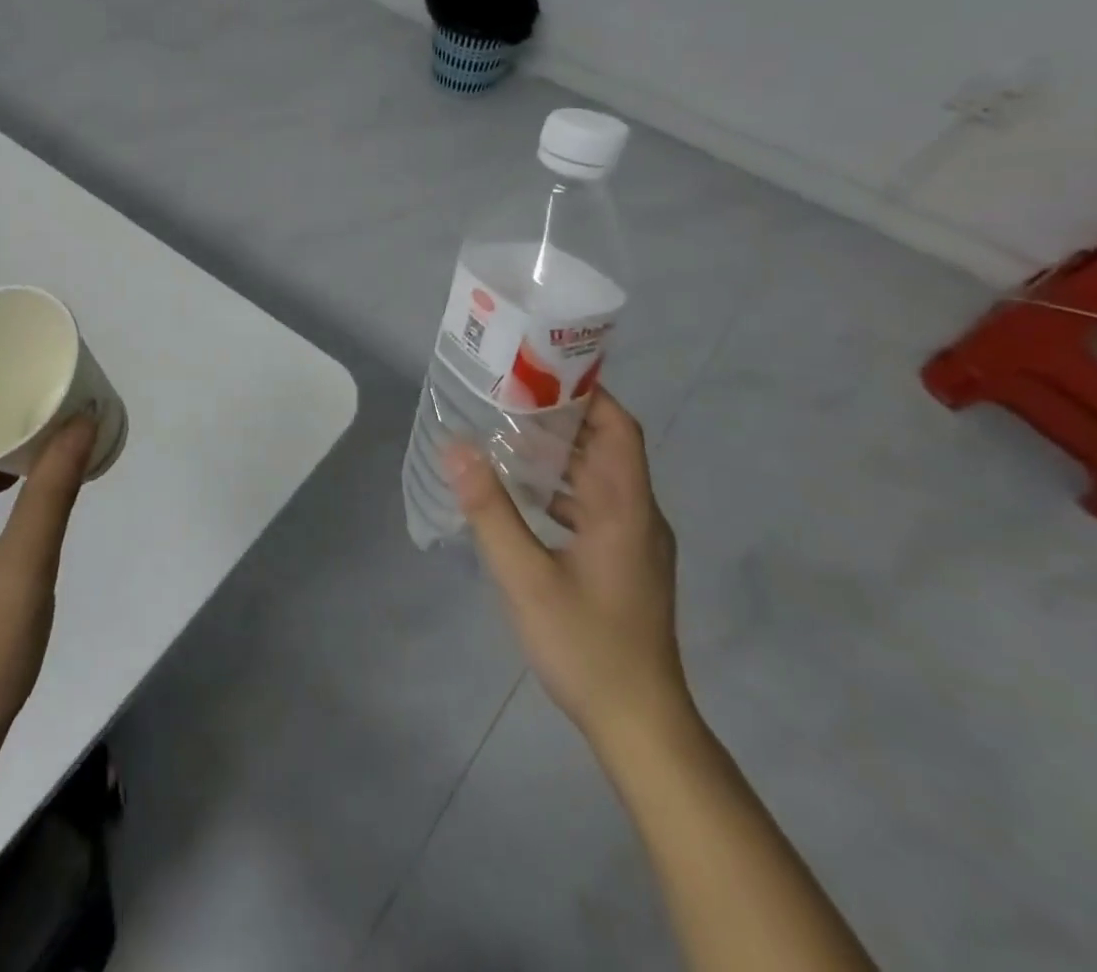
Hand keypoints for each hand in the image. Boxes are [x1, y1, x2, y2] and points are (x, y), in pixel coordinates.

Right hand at [447, 388, 687, 748]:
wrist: (641, 725)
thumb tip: (456, 448)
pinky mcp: (624, 563)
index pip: (618, 427)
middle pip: (607, 447)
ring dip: (559, 454)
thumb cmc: (586, 645)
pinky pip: (593, 506)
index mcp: (625, 507)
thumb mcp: (526, 577)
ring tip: (507, 436)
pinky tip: (522, 496)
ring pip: (598, 478)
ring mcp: (634, 541)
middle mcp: (638, 515)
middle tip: (508, 397)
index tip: (541, 372)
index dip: (587, 393)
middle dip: (562, 417)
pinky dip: (561, 489)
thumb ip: (490, 510)